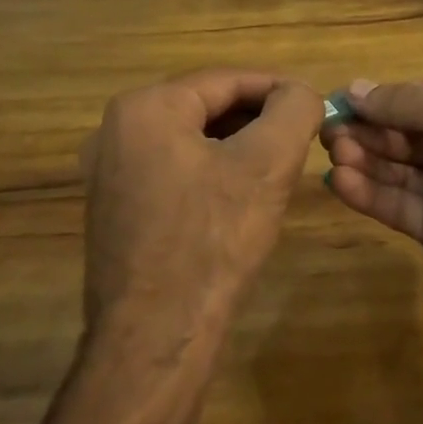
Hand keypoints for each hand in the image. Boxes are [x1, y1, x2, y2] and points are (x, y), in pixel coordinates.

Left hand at [81, 71, 323, 351]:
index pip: (227, 80)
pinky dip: (211, 172)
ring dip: (237, 145)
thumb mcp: (269, 163)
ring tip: (278, 165)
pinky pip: (173, 170)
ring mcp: (108, 173)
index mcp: (145, 108)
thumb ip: (294, 109)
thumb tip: (301, 93)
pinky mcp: (114, 210)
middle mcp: (115, 131)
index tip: (314, 105)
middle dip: (257, 118)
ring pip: (191, 139)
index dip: (277, 88)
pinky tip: (241, 198)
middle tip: (300, 137)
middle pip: (206, 107)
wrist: (155, 343)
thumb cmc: (213, 240)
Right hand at [321, 79, 422, 315]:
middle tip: (327, 129)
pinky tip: (339, 181)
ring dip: (363, 158)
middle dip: (367, 129)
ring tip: (331, 151)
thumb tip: (356, 88)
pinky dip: (368, 192)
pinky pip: (398, 205)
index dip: (381, 98)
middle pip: (404, 133)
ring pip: (397, 169)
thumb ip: (406, 102)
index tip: (340, 100)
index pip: (419, 98)